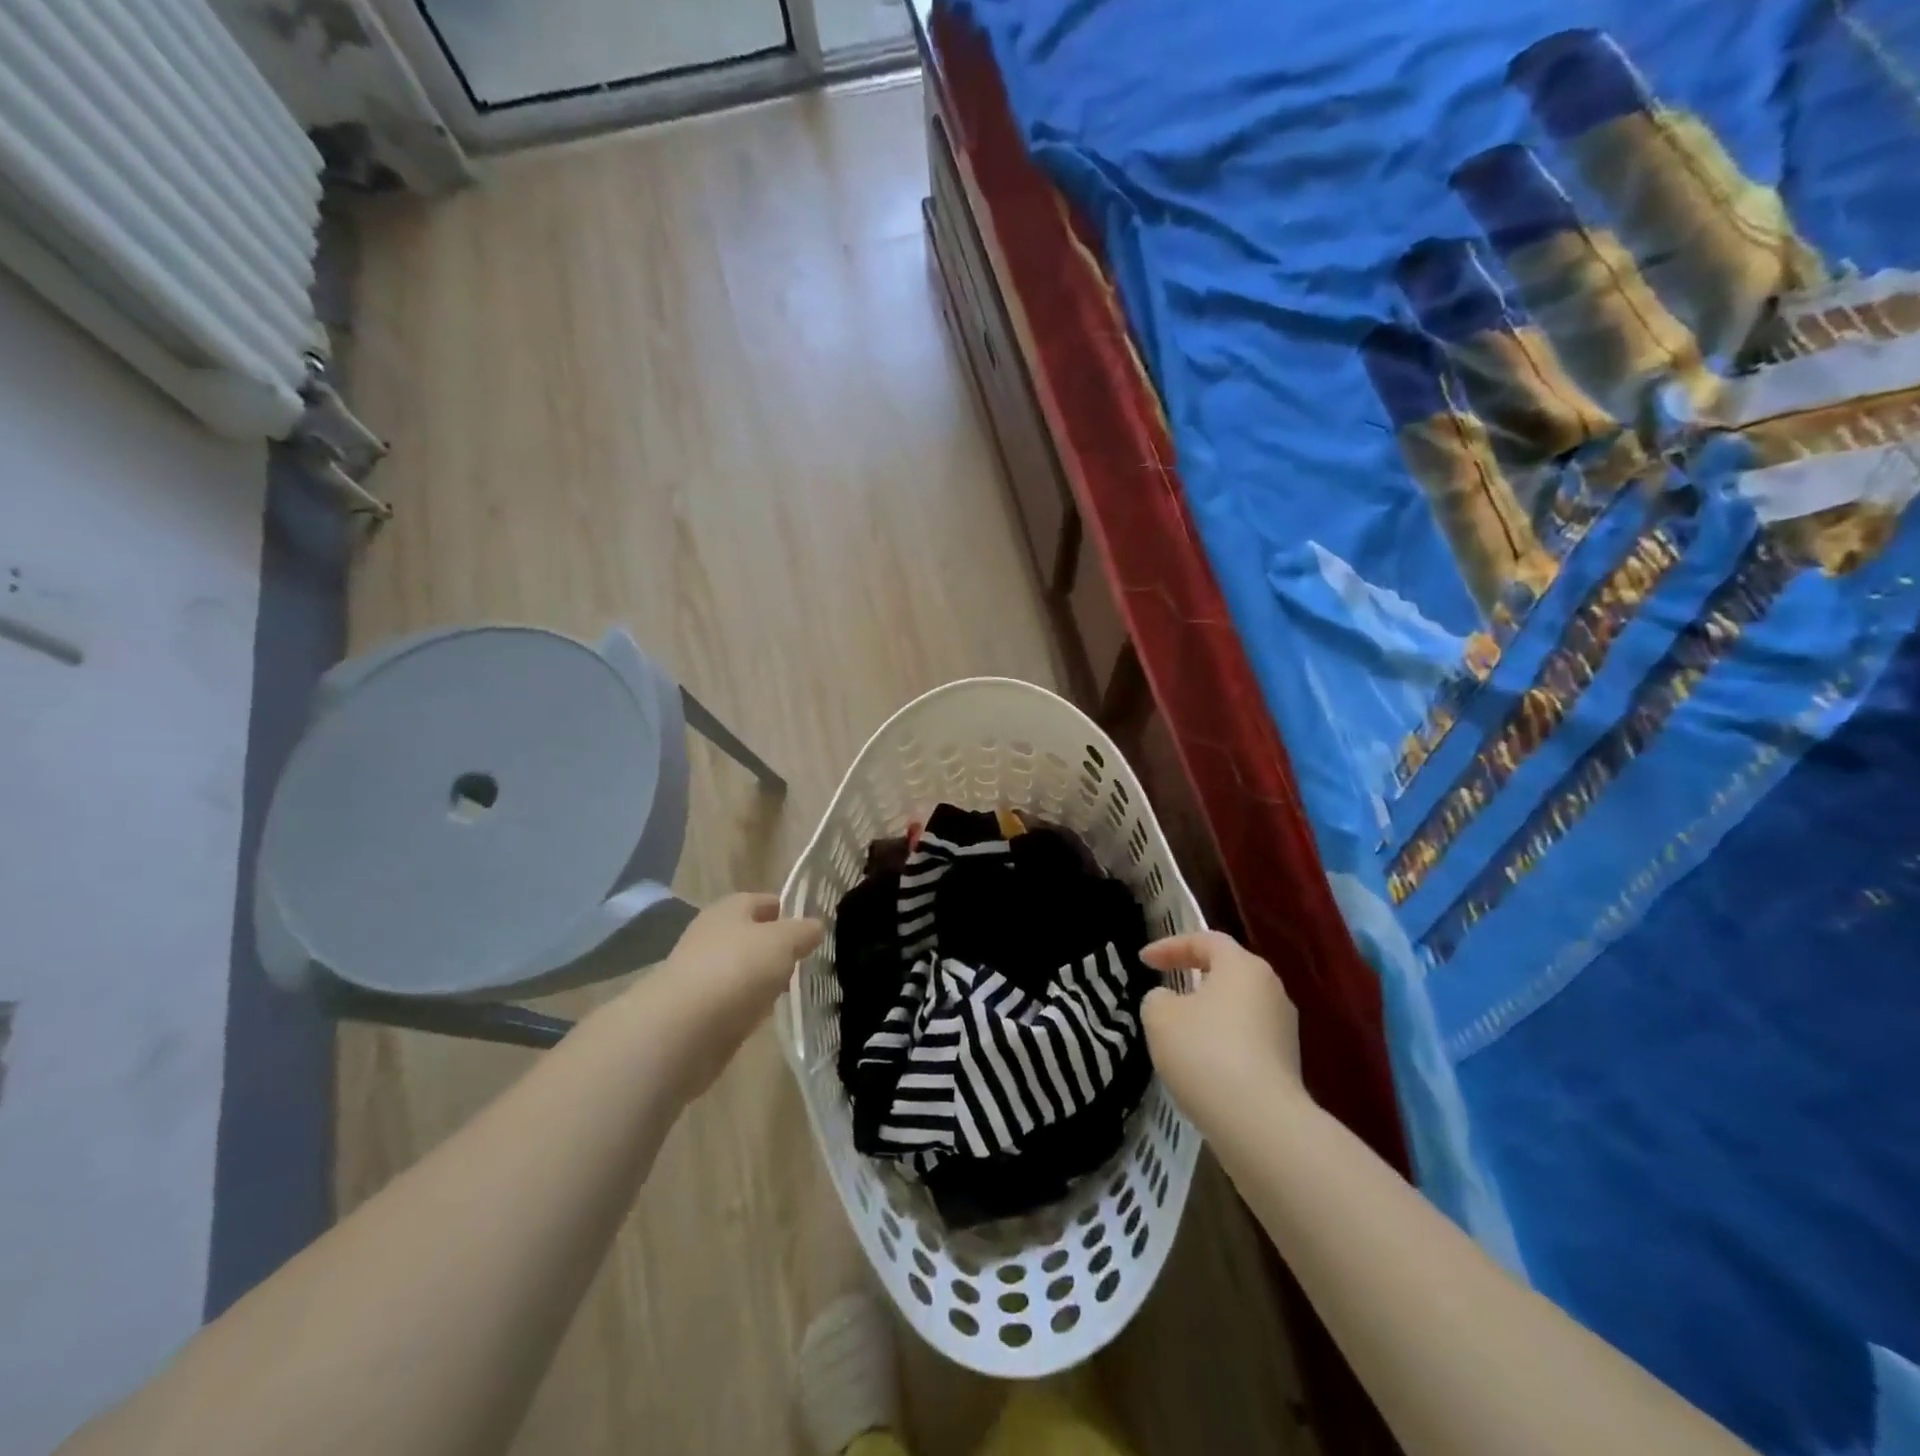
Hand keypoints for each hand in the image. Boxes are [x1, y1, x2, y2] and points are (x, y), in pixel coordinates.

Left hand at [645, 893, 823, 1097]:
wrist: (683, 1029)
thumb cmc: (737, 969)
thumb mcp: (783, 941)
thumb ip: (803, 931)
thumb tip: (816, 926)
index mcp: (729, 909)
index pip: (763, 900)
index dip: (787, 909)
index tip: (811, 926)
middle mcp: (712, 936)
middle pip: (751, 935)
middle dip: (776, 946)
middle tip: (805, 959)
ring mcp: (702, 974)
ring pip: (743, 969)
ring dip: (763, 977)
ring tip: (791, 988)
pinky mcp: (698, 1011)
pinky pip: (733, 1000)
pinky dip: (749, 1004)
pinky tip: (766, 1013)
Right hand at [1140, 931, 1305, 1132]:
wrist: (1261, 1123)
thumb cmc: (1205, 1053)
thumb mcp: (1160, 1016)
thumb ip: (1158, 998)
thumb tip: (1171, 1002)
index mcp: (1242, 966)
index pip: (1205, 940)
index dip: (1170, 946)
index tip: (1143, 960)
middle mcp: (1271, 989)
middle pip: (1228, 971)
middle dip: (1194, 975)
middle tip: (1166, 985)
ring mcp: (1284, 1028)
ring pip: (1238, 1006)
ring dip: (1209, 1011)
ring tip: (1181, 1028)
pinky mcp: (1288, 1064)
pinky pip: (1247, 1038)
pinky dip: (1222, 1040)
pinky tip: (1203, 1062)